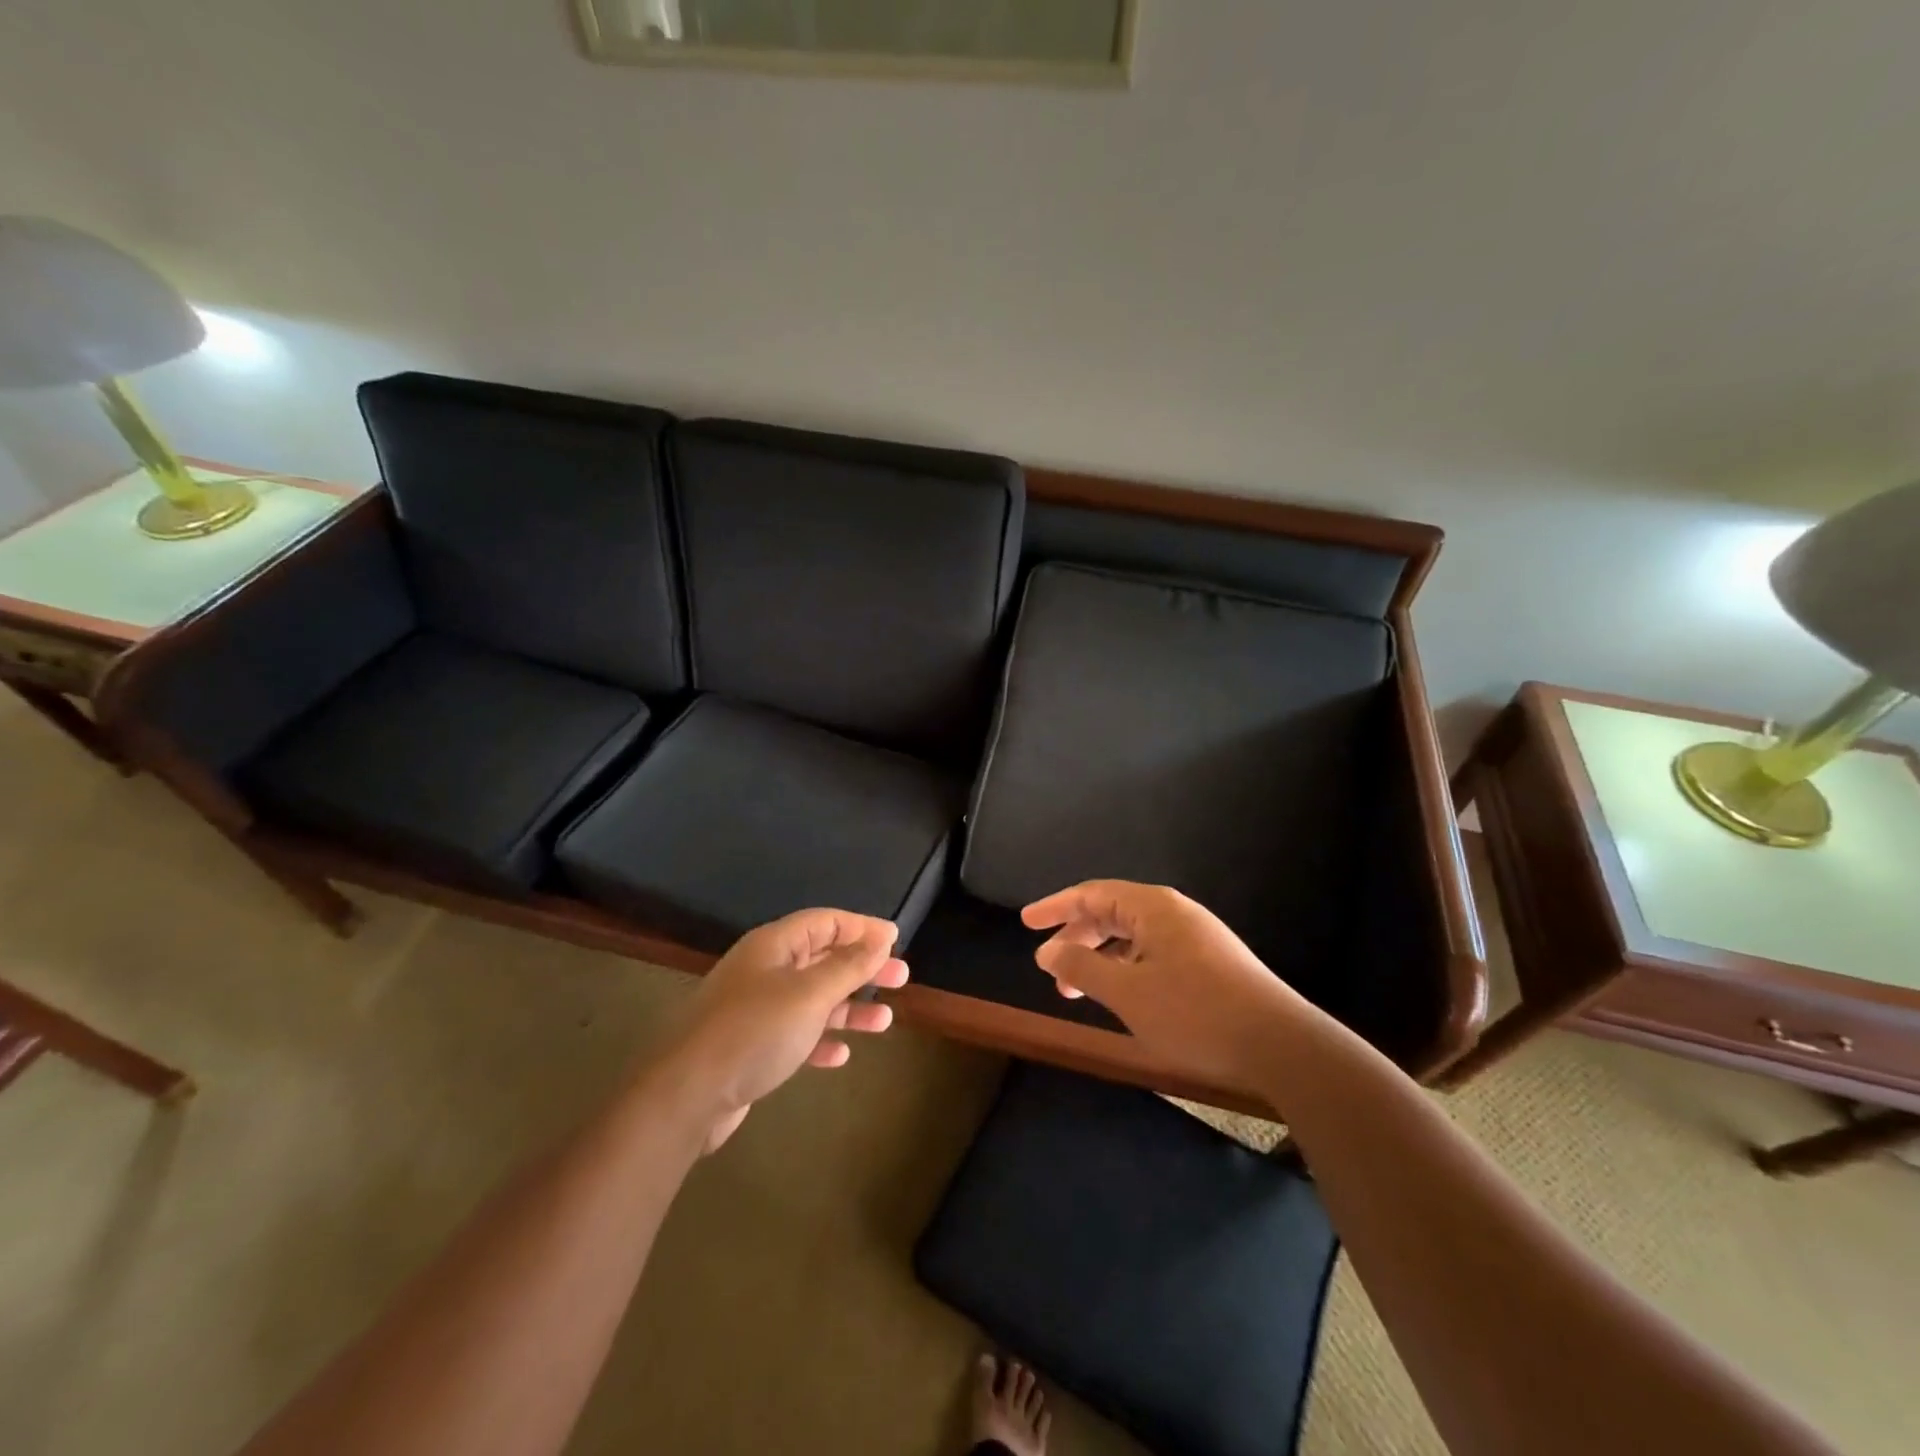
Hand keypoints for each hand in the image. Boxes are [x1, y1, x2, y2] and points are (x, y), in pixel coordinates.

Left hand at [658, 909, 908, 1150]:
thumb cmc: (754, 1032)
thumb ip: (848, 965)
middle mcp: (765, 970)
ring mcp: (756, 1009)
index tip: (896, 939)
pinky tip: (840, 1055)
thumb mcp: (810, 994)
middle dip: (862, 968)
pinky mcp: (751, 1047)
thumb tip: (880, 936)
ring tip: (883, 1020)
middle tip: (901, 979)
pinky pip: (795, 1034)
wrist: (687, 1094)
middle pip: (822, 959)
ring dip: (848, 1007)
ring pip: (813, 999)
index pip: (825, 921)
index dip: (862, 927)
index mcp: (774, 946)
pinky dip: (820, 1040)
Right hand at [1023, 880, 1308, 1089]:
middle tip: (1049, 965)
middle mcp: (1174, 913)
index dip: (1055, 907)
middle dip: (1076, 937)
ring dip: (1100, 958)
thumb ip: (1081, 969)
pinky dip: (1126, 969)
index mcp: (1153, 907)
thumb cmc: (1195, 1013)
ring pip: (1133, 936)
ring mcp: (1196, 937)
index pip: (1092, 894)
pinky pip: (1153, 953)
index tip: (1025, 922)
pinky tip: (1120, 995)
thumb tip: (1046, 952)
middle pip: (1112, 912)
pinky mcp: (1210, 963)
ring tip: (1076, 990)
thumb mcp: (1127, 993)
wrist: (1282, 1046)